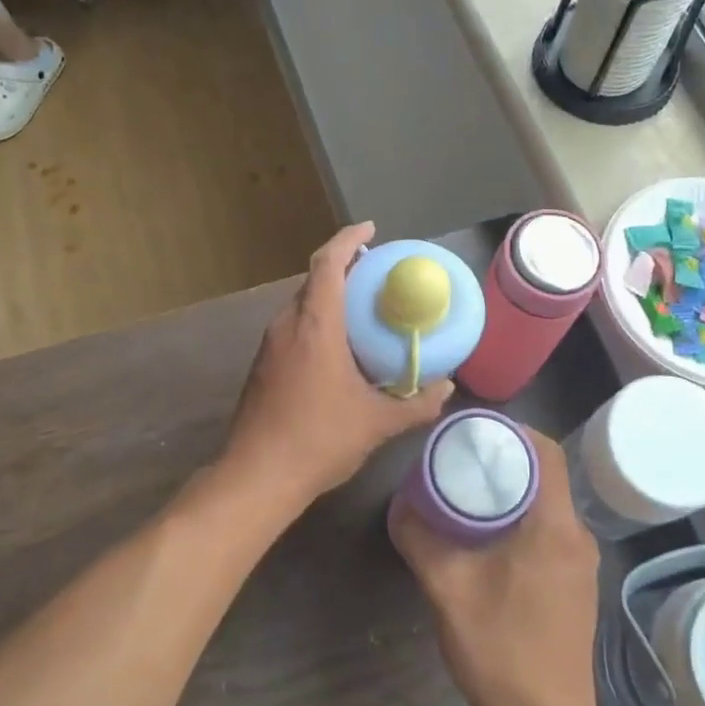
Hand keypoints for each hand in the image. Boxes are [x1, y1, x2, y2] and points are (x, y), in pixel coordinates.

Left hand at [224, 222, 451, 507]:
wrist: (257, 475)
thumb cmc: (319, 439)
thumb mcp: (377, 423)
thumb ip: (416, 404)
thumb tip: (447, 389)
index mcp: (315, 325)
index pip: (328, 263)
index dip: (349, 239)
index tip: (371, 229)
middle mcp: (287, 324)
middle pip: (314, 279)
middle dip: (344, 268)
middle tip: (378, 274)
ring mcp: (270, 345)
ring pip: (302, 304)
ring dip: (329, 296)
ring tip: (363, 308)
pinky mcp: (262, 365)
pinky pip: (293, 326)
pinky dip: (317, 320)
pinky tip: (338, 347)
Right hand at [389, 429, 602, 705]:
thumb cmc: (499, 650)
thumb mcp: (447, 588)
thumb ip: (420, 537)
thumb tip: (400, 502)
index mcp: (555, 525)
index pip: (545, 450)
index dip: (512, 430)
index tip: (474, 431)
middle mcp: (578, 535)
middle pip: (547, 474)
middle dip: (506, 459)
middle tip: (461, 459)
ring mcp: (582, 563)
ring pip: (548, 504)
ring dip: (513, 490)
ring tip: (469, 492)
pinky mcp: (577, 584)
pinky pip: (550, 530)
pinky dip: (522, 518)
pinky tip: (489, 536)